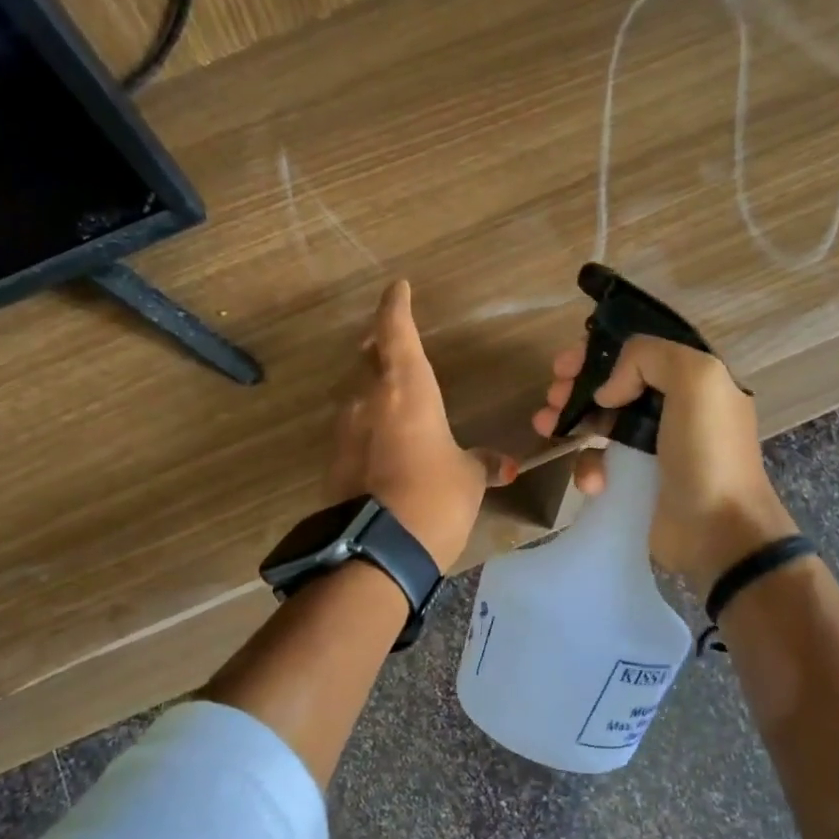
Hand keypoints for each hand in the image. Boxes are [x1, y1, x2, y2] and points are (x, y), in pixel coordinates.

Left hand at [328, 281, 517, 569]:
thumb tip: (505, 465)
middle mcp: (368, 398)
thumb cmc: (434, 499)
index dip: (396, 306)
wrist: (377, 551)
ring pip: (355, 390)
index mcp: (406, 388)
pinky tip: (380, 436)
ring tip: (387, 387)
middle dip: (378, 342)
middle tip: (390, 338)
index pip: (395, 330)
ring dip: (369, 382)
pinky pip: (351, 425)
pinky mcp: (333, 460)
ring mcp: (345, 429)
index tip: (398, 288)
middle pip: (367, 355)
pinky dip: (366, 420)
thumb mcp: (467, 479)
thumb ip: (482, 464)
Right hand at [532, 335, 794, 589]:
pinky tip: (592, 481)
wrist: (719, 531)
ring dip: (571, 421)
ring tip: (546, 427)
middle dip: (577, 387)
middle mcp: (676, 409)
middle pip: (615, 387)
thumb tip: (607, 391)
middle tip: (551, 395)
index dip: (600, 354)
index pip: (640, 354)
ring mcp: (654, 448)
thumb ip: (649, 357)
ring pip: (601, 423)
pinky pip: (602, 463)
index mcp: (695, 381)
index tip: (567, 364)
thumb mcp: (697, 380)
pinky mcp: (636, 482)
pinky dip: (589, 467)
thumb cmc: (709, 453)